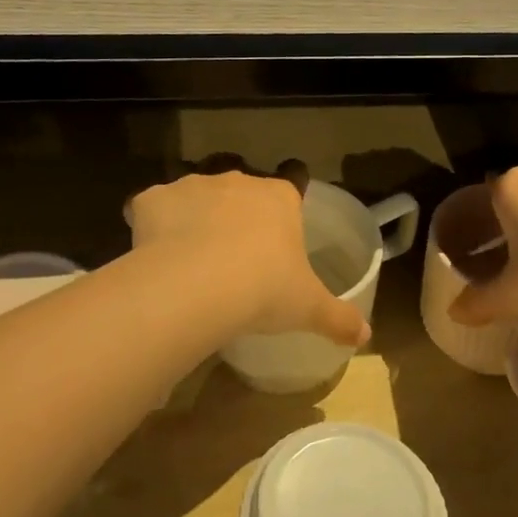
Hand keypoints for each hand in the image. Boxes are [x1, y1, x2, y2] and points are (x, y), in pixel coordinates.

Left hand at [128, 170, 369, 347]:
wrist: (197, 286)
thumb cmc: (264, 289)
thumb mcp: (309, 308)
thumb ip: (338, 318)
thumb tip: (365, 335)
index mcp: (279, 198)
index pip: (291, 186)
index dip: (284, 211)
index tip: (276, 239)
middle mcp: (236, 181)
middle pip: (240, 191)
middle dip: (237, 215)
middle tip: (235, 258)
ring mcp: (192, 186)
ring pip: (195, 195)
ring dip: (194, 217)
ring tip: (191, 260)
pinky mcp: (152, 199)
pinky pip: (152, 207)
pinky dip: (151, 224)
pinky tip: (153, 253)